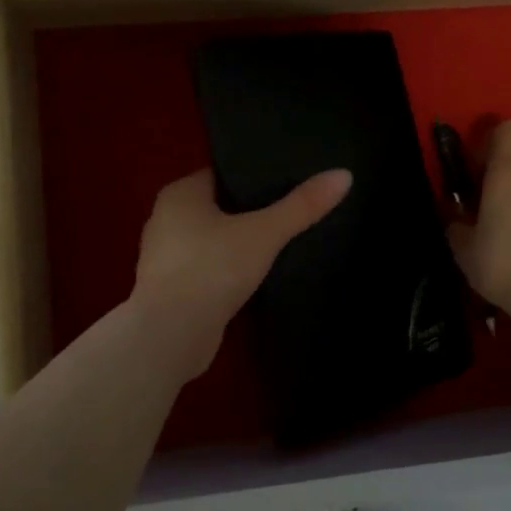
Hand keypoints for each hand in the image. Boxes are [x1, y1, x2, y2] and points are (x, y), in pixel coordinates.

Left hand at [131, 167, 352, 380]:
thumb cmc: (212, 269)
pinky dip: (229, 269)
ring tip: (281, 242)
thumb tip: (344, 175)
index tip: (290, 181)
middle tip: (293, 209)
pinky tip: (258, 275)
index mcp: (179, 194)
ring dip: (240, 243)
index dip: (255, 177)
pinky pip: (209, 268)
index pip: (223, 175)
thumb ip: (301, 206)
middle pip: (219, 207)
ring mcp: (167, 257)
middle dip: (251, 211)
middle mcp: (166, 219)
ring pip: (213, 239)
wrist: (172, 336)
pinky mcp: (174, 290)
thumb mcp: (264, 233)